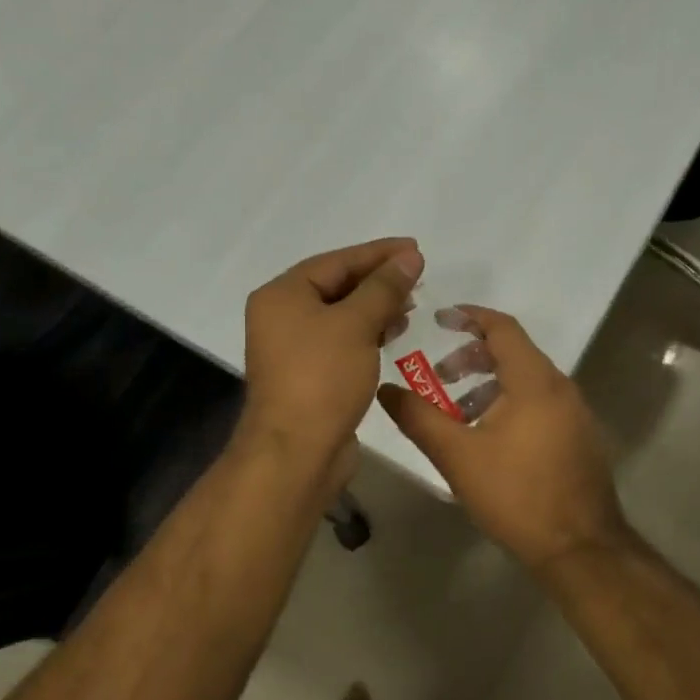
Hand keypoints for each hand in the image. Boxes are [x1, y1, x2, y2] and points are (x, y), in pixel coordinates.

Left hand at [240, 238, 423, 480]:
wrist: (296, 451)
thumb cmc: (322, 377)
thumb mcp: (356, 324)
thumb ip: (384, 287)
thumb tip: (409, 257)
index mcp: (282, 295)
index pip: (336, 261)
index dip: (378, 253)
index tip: (415, 248)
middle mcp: (281, 316)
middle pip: (336, 286)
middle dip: (378, 280)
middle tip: (418, 275)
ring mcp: (292, 348)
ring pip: (340, 315)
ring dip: (375, 307)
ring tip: (412, 303)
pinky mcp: (308, 374)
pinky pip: (340, 341)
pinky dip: (366, 333)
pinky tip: (393, 332)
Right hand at [376, 307, 629, 570]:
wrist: (580, 549)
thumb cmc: (516, 494)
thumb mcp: (457, 455)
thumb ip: (418, 418)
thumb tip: (385, 390)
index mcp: (534, 381)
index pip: (502, 327)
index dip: (470, 316)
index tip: (440, 318)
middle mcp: (560, 387)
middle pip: (514, 352)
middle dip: (473, 356)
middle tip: (440, 374)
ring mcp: (575, 413)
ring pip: (526, 380)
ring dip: (489, 383)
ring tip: (456, 411)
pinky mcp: (579, 437)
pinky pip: (539, 402)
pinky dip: (509, 402)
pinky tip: (487, 437)